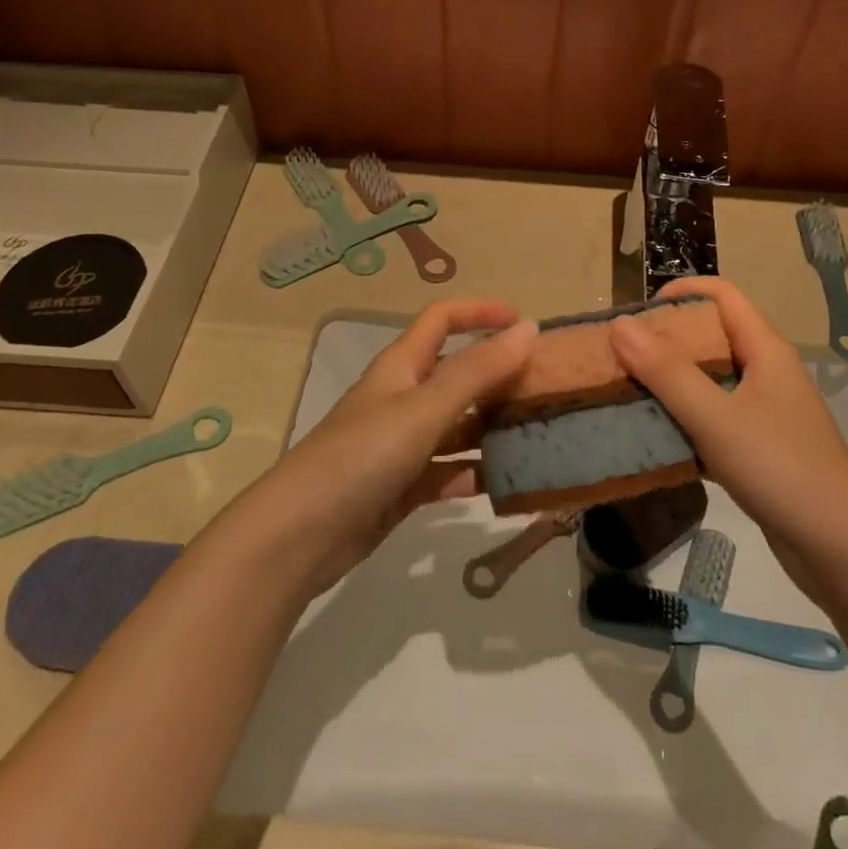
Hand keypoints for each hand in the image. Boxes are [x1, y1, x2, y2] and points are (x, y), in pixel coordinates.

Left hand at [256, 299, 536, 595]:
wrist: (299, 536)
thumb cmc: (361, 457)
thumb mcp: (423, 408)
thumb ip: (477, 371)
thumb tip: (529, 329)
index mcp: (401, 367)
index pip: (441, 319)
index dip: (480, 312)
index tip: (524, 323)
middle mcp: (402, 399)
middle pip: (457, 373)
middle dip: (499, 375)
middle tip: (548, 387)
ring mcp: (402, 445)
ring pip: (459, 425)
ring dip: (494, 426)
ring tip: (543, 434)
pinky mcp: (403, 487)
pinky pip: (450, 470)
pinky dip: (478, 472)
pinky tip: (512, 483)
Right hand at [609, 278, 847, 605]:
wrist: (844, 550)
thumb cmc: (782, 469)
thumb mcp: (717, 418)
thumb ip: (667, 372)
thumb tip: (620, 325)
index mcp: (764, 350)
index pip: (721, 294)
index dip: (680, 291)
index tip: (635, 314)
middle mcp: (765, 372)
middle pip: (710, 336)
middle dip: (663, 341)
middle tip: (619, 358)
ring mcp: (762, 412)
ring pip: (708, 381)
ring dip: (668, 384)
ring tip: (623, 394)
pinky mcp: (756, 449)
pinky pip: (711, 420)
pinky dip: (681, 422)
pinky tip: (651, 439)